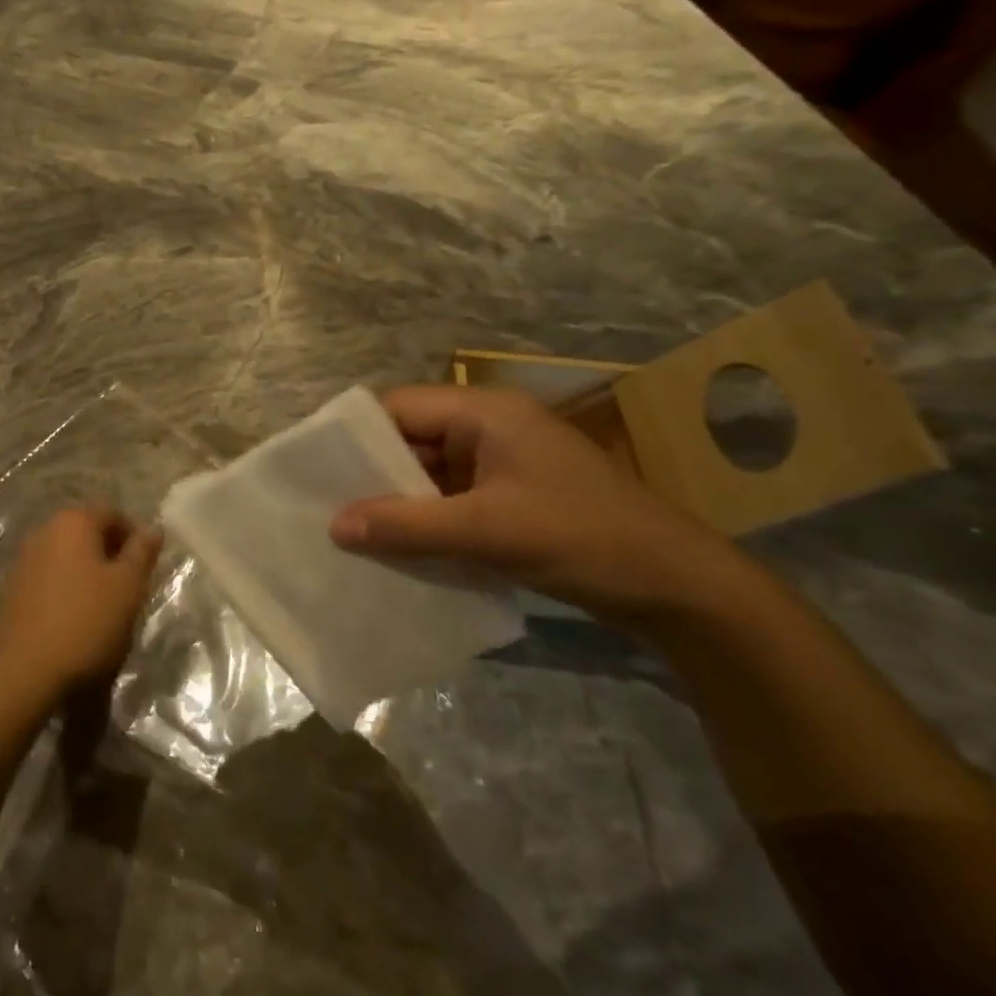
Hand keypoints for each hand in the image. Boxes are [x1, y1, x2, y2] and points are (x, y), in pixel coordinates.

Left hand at [0, 507, 163, 711]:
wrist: (22, 674)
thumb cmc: (85, 623)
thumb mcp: (127, 587)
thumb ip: (142, 552)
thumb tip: (153, 526)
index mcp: (73, 522)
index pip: (113, 514)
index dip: (135, 536)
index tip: (147, 567)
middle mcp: (44, 532)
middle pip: (87, 533)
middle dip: (111, 555)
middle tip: (129, 588)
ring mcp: (22, 561)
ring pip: (67, 557)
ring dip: (87, 574)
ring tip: (104, 608)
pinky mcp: (10, 591)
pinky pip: (48, 579)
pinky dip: (65, 591)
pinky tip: (74, 621)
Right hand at [330, 386, 751, 630]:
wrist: (679, 588)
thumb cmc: (582, 538)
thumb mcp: (487, 531)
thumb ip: (407, 526)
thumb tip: (335, 525)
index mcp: (484, 413)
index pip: (398, 407)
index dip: (355, 435)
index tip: (315, 470)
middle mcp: (489, 427)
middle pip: (411, 439)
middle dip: (372, 474)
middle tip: (326, 508)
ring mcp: (502, 463)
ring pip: (430, 473)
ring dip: (399, 501)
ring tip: (353, 533)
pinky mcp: (512, 496)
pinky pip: (452, 499)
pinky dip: (426, 520)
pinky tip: (400, 549)